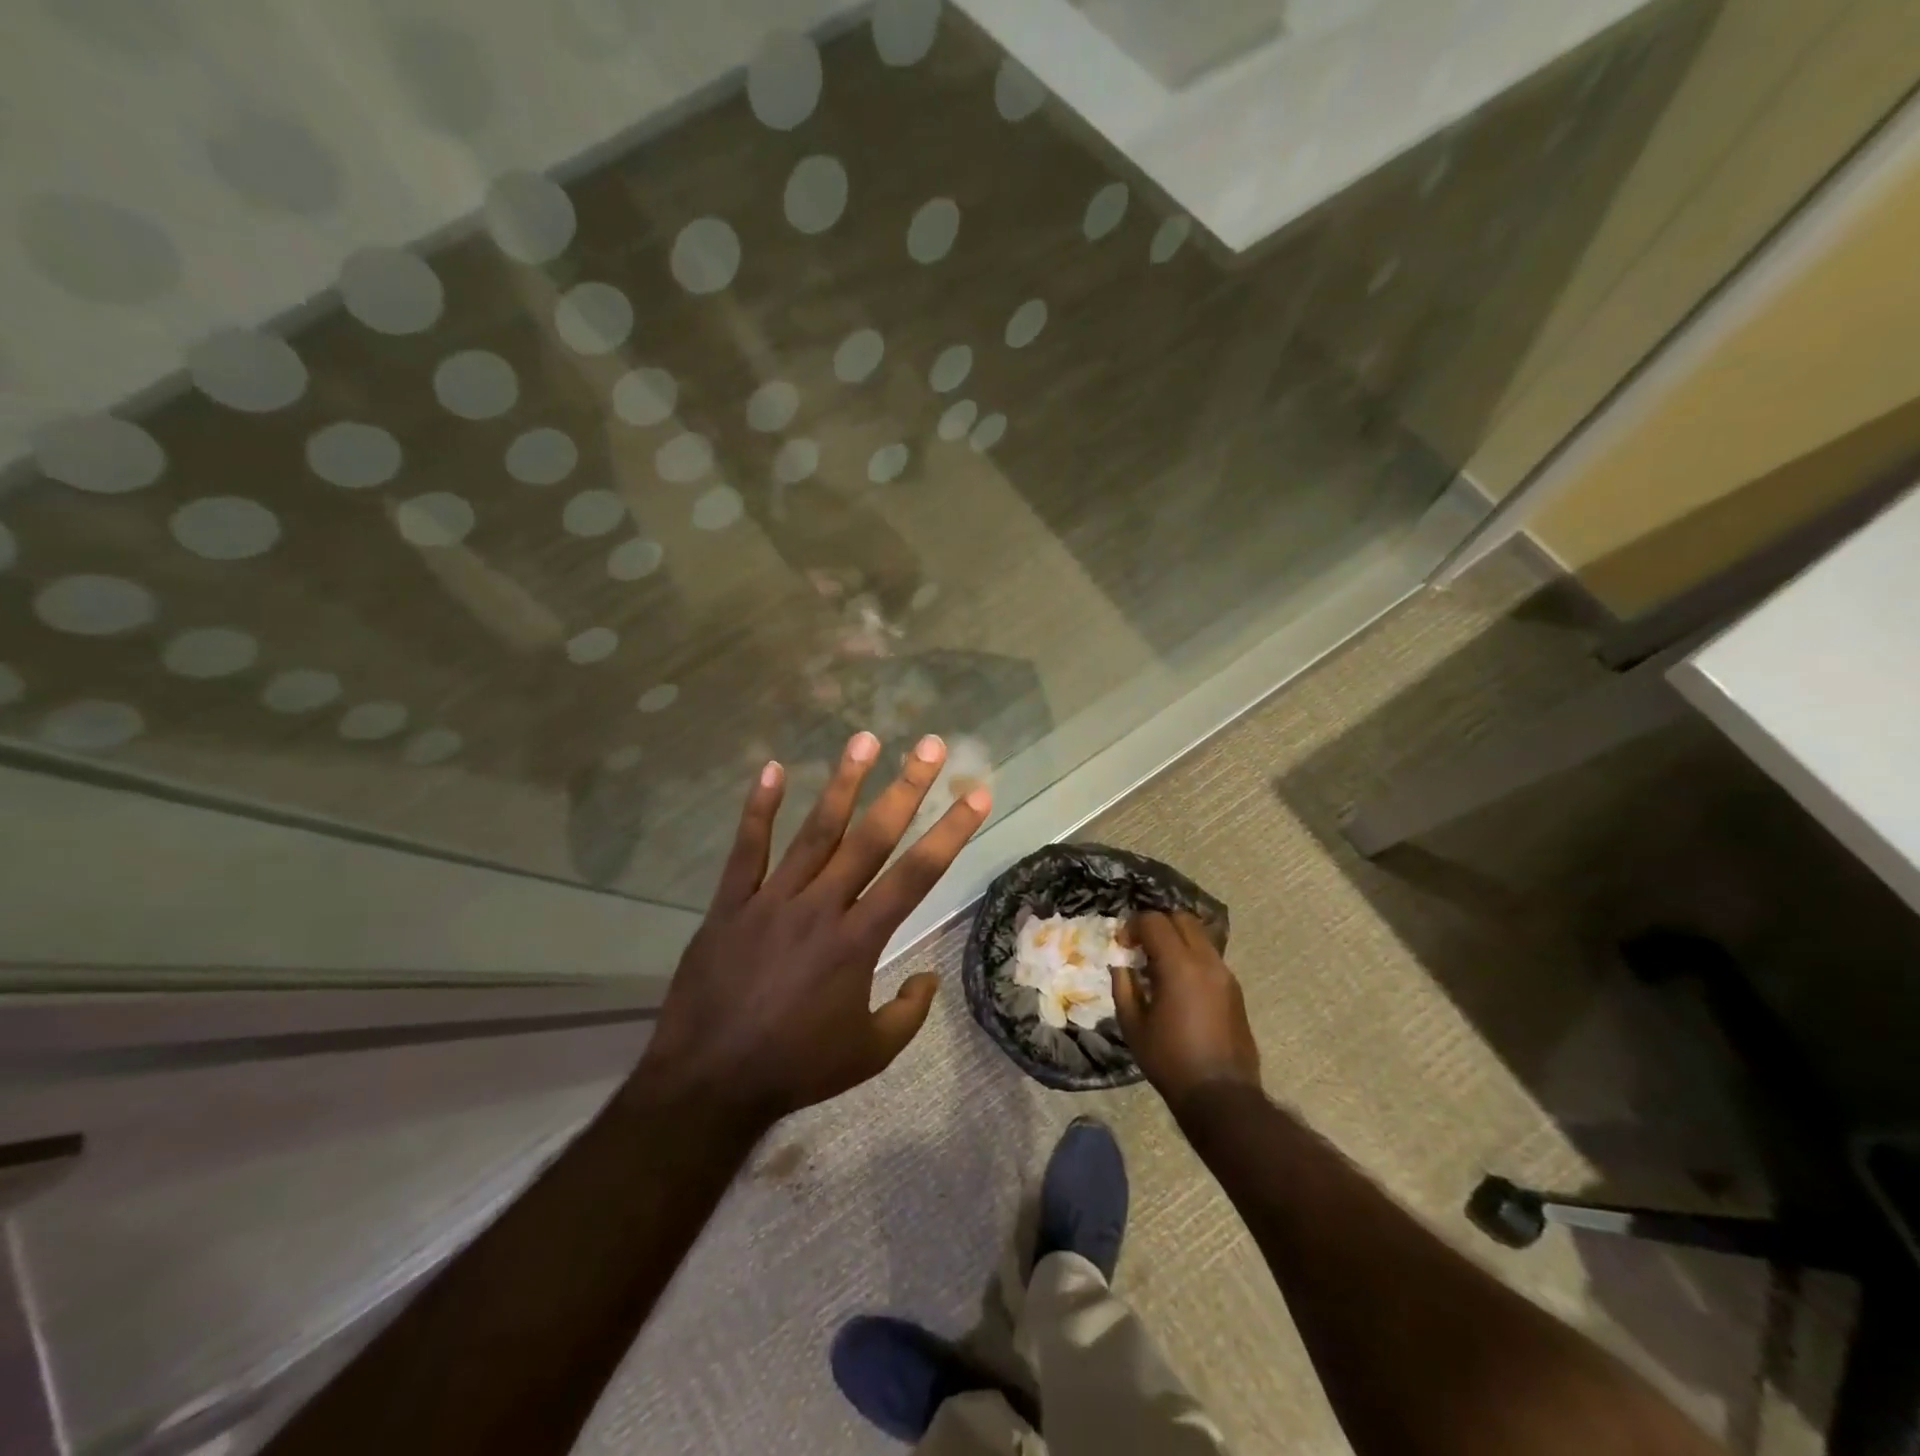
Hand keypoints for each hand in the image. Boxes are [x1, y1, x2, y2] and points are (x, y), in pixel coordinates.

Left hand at [630, 731, 991, 1128]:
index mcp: (858, 940)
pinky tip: (772, 770)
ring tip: (864, 739)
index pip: (915, 875)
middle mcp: (820, 907)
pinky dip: (758, 809)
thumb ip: (907, 1014)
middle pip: (871, 838)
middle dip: (905, 788)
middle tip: (929, 746)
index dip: (950, 832)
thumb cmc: (796, 1067)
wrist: (709, 1082)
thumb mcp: (868, 1054)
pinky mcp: (730, 903)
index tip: (976, 795)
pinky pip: (746, 849)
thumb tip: (929, 979)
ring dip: (842, 783)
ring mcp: (771, 900)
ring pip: (814, 831)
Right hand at [1111, 911, 1261, 1114]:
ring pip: (1199, 934)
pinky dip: (1191, 955)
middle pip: (1181, 918)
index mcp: (1178, 965)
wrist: (1221, 1094)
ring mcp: (1225, 973)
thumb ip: (1123, 985)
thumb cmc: (1169, 1060)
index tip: (1121, 945)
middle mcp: (1206, 960)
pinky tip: (1178, 983)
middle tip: (1140, 946)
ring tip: (1158, 965)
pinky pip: (1209, 955)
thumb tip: (1120, 963)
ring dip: (1176, 939)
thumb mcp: (1133, 1024)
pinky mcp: (1234, 988)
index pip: (1154, 921)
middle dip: (1157, 924)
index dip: (1132, 926)